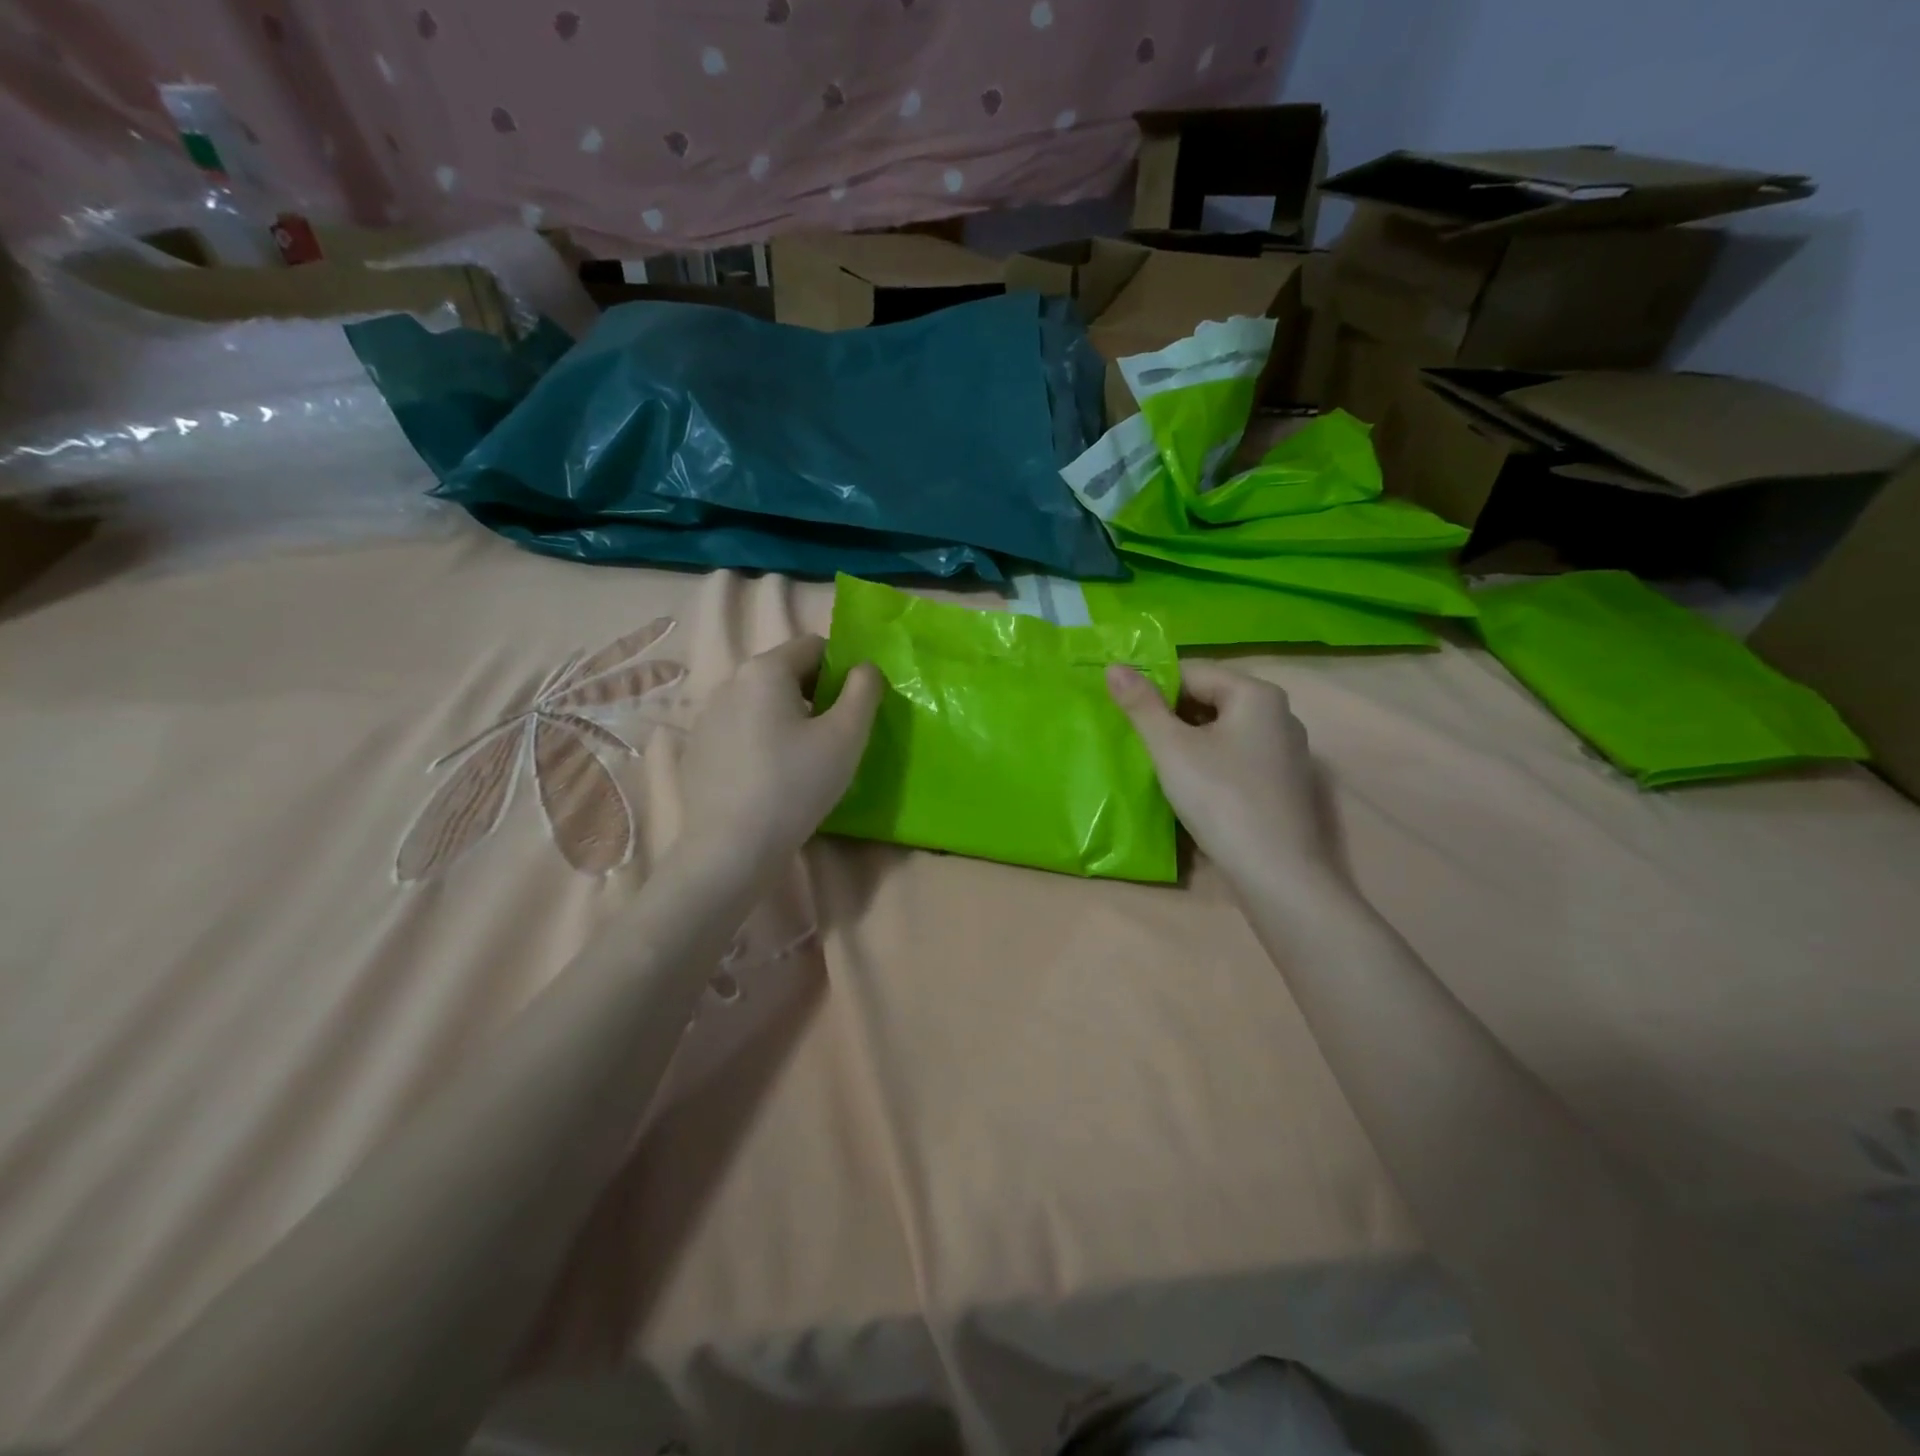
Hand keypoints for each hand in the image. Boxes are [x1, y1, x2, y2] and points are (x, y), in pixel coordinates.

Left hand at [679, 635, 881, 873]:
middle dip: (816, 695)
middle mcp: (730, 683)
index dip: (842, 670)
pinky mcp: (698, 750)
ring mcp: (708, 717)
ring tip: (805, 761)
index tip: (854, 708)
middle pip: (786, 673)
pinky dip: (763, 742)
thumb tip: (865, 669)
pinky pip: (742, 731)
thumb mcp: (846, 736)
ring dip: (789, 719)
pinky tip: (772, 779)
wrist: (731, 848)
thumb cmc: (796, 784)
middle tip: (836, 737)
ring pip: (762, 704)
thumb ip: (864, 691)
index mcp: (765, 670)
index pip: (814, 645)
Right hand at [1108, 660, 1341, 896]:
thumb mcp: (1171, 749)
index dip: (1153, 687)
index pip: (1193, 672)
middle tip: (1136, 739)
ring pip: (1223, 730)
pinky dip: (1211, 761)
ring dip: (1189, 740)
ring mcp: (1286, 749)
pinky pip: (1238, 756)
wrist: (1277, 872)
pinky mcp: (1284, 782)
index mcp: (1256, 694)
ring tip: (1158, 762)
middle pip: (1210, 698)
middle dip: (1171, 715)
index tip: (1124, 712)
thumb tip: (1114, 667)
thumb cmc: (1220, 799)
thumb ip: (1141, 705)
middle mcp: (1279, 713)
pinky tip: (1192, 786)